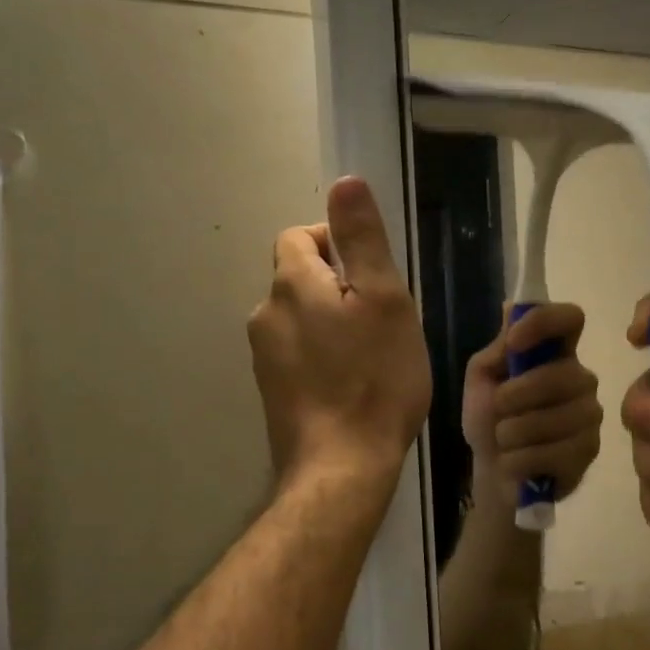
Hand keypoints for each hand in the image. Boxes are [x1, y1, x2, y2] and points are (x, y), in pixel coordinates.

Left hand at [249, 177, 431, 488]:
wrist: (342, 467)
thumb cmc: (375, 379)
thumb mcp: (384, 299)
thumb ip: (362, 239)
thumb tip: (345, 181)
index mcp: (291, 284)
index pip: (300, 236)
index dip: (337, 244)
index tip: (373, 276)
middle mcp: (266, 314)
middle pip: (301, 278)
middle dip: (340, 286)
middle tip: (383, 320)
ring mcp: (264, 358)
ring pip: (302, 318)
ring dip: (333, 322)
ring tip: (372, 355)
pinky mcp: (272, 392)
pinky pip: (299, 353)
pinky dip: (323, 355)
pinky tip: (352, 384)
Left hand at [461, 303, 602, 510]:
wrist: (493, 473)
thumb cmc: (489, 420)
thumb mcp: (482, 380)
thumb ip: (499, 348)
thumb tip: (511, 306)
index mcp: (555, 353)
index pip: (570, 318)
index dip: (544, 323)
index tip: (514, 342)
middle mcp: (581, 378)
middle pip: (561, 374)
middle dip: (517, 395)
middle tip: (498, 411)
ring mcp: (590, 415)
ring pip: (555, 418)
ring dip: (513, 433)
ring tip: (504, 441)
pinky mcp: (590, 450)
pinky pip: (554, 452)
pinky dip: (520, 460)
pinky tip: (516, 463)